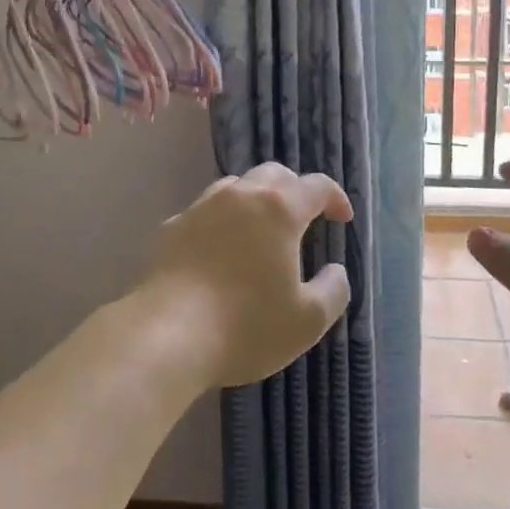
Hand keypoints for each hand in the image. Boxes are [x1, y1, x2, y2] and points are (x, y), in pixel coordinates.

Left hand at [145, 163, 353, 388]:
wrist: (166, 335)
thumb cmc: (246, 326)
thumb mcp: (307, 320)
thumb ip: (333, 290)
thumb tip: (336, 270)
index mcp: (279, 209)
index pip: (317, 186)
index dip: (335, 197)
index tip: (342, 218)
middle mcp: (240, 196)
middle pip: (274, 174)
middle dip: (295, 190)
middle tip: (303, 218)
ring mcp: (202, 207)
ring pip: (236, 186)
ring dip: (256, 199)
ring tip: (261, 229)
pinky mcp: (172, 227)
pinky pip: (205, 211)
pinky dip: (222, 221)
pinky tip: (220, 250)